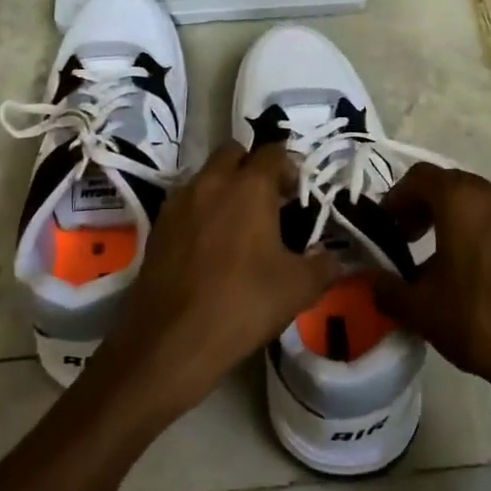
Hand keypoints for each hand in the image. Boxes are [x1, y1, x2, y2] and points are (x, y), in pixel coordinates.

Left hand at [93, 143, 341, 421]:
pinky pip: (185, 202)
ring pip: (205, 175)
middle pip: (233, 153)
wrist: (172, 339)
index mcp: (249, 186)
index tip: (296, 192)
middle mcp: (211, 182)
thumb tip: (332, 258)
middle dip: (251, 167)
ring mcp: (179, 201)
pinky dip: (200, 210)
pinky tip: (209, 244)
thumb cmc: (243, 303)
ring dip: (223, 186)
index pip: (273, 152)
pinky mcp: (158, 225)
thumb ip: (322, 266)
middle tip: (267, 200)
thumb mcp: (299, 288)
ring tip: (237, 224)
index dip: (289, 166)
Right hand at [371, 164, 490, 397]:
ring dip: (457, 221)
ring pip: (481, 205)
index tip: (387, 227)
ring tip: (444, 260)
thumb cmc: (479, 322)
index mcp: (462, 201)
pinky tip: (482, 276)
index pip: (420, 177)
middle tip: (409, 240)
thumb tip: (371, 280)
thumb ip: (386, 288)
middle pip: (452, 186)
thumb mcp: (419, 309)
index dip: (397, 197)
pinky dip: (486, 237)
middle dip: (425, 207)